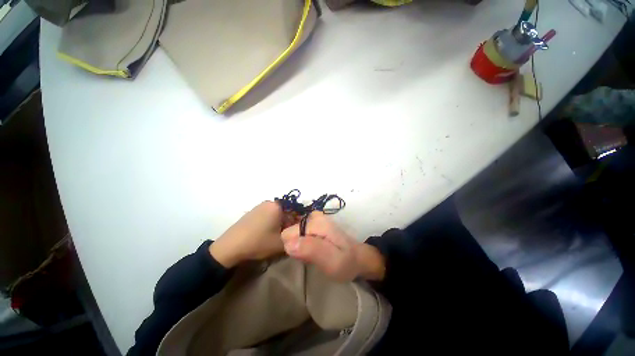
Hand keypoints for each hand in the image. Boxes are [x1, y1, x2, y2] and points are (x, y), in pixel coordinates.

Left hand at [210, 201, 297, 267]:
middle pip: (286, 211)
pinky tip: (267, 233)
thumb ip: (295, 237)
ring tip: (277, 235)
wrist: (230, 247)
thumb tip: (300, 233)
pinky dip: (271, 222)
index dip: (298, 222)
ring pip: (277, 213)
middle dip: (289, 223)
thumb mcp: (281, 243)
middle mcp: (269, 202)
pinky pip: (268, 215)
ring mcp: (259, 206)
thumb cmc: (258, 242)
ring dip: (280, 223)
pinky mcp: (252, 212)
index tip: (297, 233)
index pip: (295, 211)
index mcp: (277, 206)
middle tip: (287, 235)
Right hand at [281, 212, 384, 281]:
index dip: (294, 250)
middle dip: (297, 247)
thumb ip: (311, 250)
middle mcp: (313, 216)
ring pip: (293, 234)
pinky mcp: (314, 223)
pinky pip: (299, 233)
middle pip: (289, 233)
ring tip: (315, 253)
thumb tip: (288, 244)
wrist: (357, 257)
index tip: (306, 257)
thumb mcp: (332, 261)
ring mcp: (314, 218)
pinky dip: (304, 243)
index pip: (287, 235)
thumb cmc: (346, 262)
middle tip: (312, 256)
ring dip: (300, 246)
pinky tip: (314, 248)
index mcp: (316, 222)